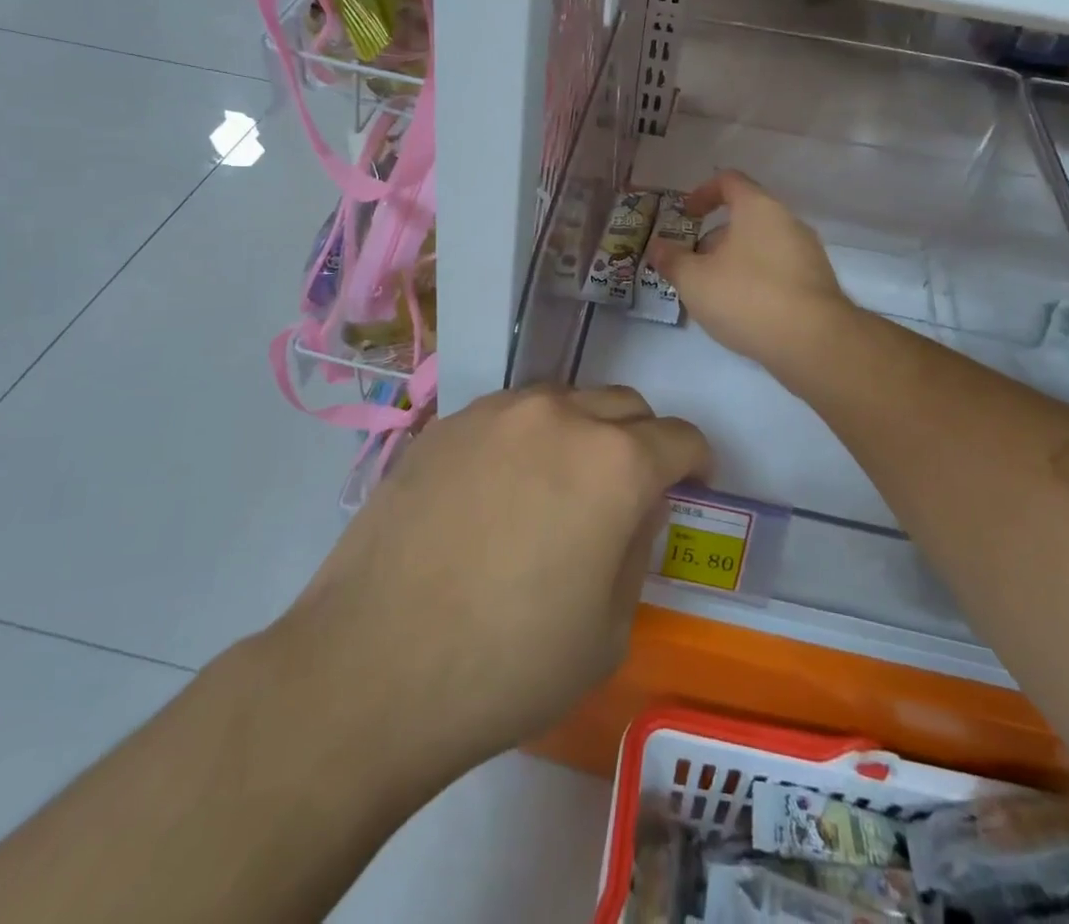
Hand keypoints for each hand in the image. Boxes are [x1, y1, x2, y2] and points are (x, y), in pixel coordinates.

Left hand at [275, 385, 709, 779]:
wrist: (372, 666)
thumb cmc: (508, 665)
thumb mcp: (608, 629)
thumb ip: (636, 549)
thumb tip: (633, 509)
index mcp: (615, 462)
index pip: (680, 438)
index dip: (696, 461)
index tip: (693, 483)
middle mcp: (560, 416)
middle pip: (625, 405)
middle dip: (642, 440)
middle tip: (628, 490)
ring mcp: (497, 413)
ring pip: (564, 401)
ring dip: (581, 432)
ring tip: (558, 487)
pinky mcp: (446, 423)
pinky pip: (508, 416)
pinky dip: (526, 439)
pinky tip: (499, 491)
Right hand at [651, 169, 852, 371]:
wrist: (813, 342)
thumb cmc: (747, 297)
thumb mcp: (694, 280)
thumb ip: (671, 260)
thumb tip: (656, 246)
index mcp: (758, 208)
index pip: (729, 181)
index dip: (703, 193)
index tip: (686, 215)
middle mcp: (787, 221)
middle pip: (745, 217)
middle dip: (714, 239)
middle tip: (693, 266)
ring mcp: (807, 252)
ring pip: (762, 246)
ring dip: (734, 261)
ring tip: (714, 293)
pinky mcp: (817, 282)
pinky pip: (778, 270)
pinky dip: (757, 280)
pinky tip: (743, 311)